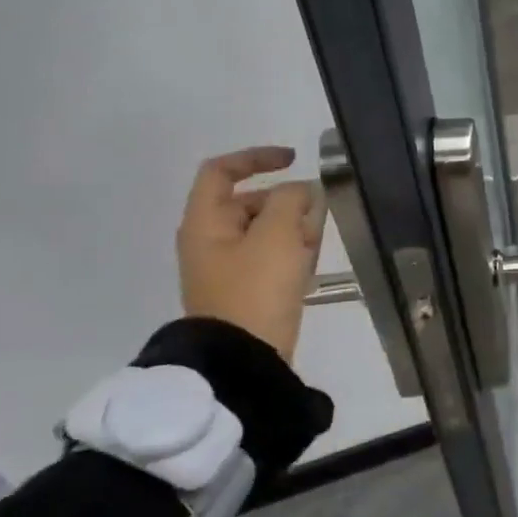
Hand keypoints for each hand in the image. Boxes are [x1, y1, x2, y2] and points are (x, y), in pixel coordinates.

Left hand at [176, 146, 325, 360]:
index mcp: (205, 222)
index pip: (221, 171)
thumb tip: (301, 192)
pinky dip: (292, 252)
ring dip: (294, 229)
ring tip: (312, 248)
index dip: (256, 157)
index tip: (294, 160)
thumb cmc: (255, 288)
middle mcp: (211, 240)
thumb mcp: (277, 233)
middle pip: (251, 201)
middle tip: (312, 218)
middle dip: (288, 202)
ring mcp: (228, 267)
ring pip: (267, 229)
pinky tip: (309, 267)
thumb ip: (291, 199)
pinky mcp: (247, 289)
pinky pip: (272, 256)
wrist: (243, 359)